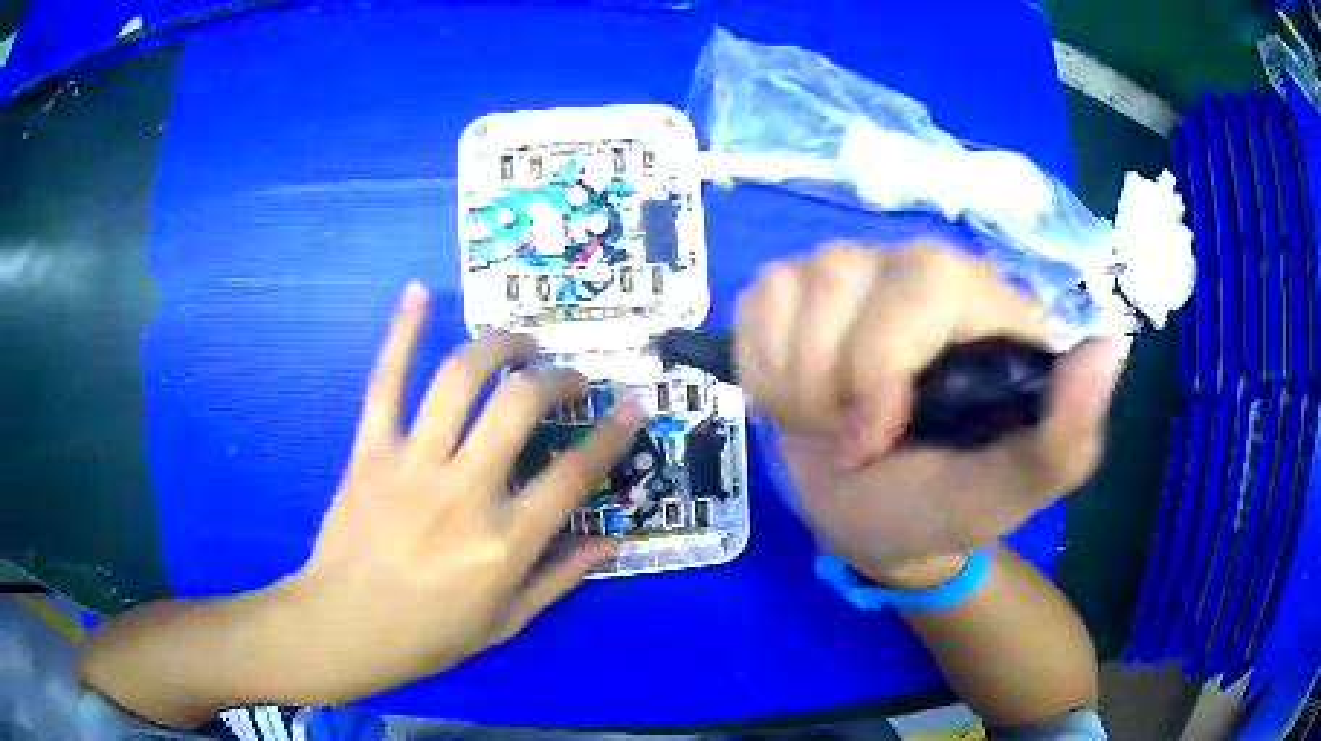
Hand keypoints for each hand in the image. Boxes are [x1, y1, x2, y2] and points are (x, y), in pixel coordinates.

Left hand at [279, 282, 642, 701]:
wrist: (342, 628)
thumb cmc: (428, 636)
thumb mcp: (507, 621)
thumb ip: (561, 577)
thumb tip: (613, 540)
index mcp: (503, 543)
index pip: (573, 474)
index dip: (612, 435)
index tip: (633, 406)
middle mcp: (463, 493)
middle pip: (520, 407)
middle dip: (557, 379)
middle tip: (570, 377)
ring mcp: (411, 465)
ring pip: (459, 380)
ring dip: (498, 346)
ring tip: (519, 342)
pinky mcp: (369, 451)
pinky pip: (385, 382)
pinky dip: (401, 333)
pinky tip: (418, 293)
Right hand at [735, 242, 1122, 577]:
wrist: (875, 519)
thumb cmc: (947, 505)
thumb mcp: (1012, 492)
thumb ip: (1068, 434)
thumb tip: (1110, 343)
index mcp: (990, 307)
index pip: (927, 281)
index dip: (882, 364)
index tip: (872, 442)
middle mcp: (924, 268)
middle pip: (842, 275)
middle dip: (828, 382)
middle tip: (848, 443)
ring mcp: (855, 269)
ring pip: (791, 287)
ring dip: (795, 383)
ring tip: (828, 426)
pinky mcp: (798, 287)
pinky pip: (756, 301)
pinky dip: (763, 367)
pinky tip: (797, 396)